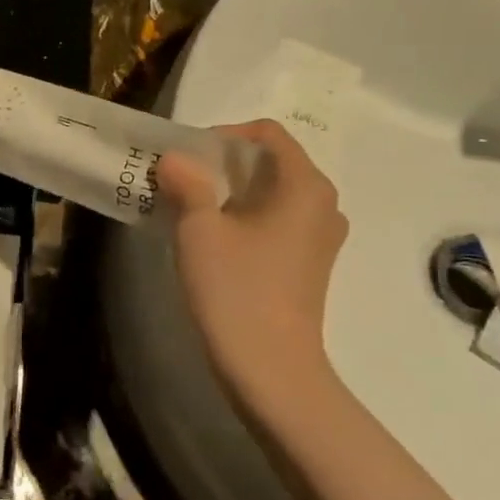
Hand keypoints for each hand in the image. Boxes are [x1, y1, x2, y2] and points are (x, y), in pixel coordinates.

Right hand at [156, 120, 347, 406]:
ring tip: (189, 208)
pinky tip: (212, 240)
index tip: (186, 158)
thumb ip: (188, 183)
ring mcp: (320, 237)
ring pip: (271, 194)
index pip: (269, 133)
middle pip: (271, 162)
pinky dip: (243, 217)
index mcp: (305, 186)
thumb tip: (176, 159)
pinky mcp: (309, 263)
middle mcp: (323, 204)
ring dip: (230, 192)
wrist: (269, 366)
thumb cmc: (236, 288)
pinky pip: (275, 221)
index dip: (224, 135)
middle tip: (179, 181)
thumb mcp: (199, 229)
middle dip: (222, 164)